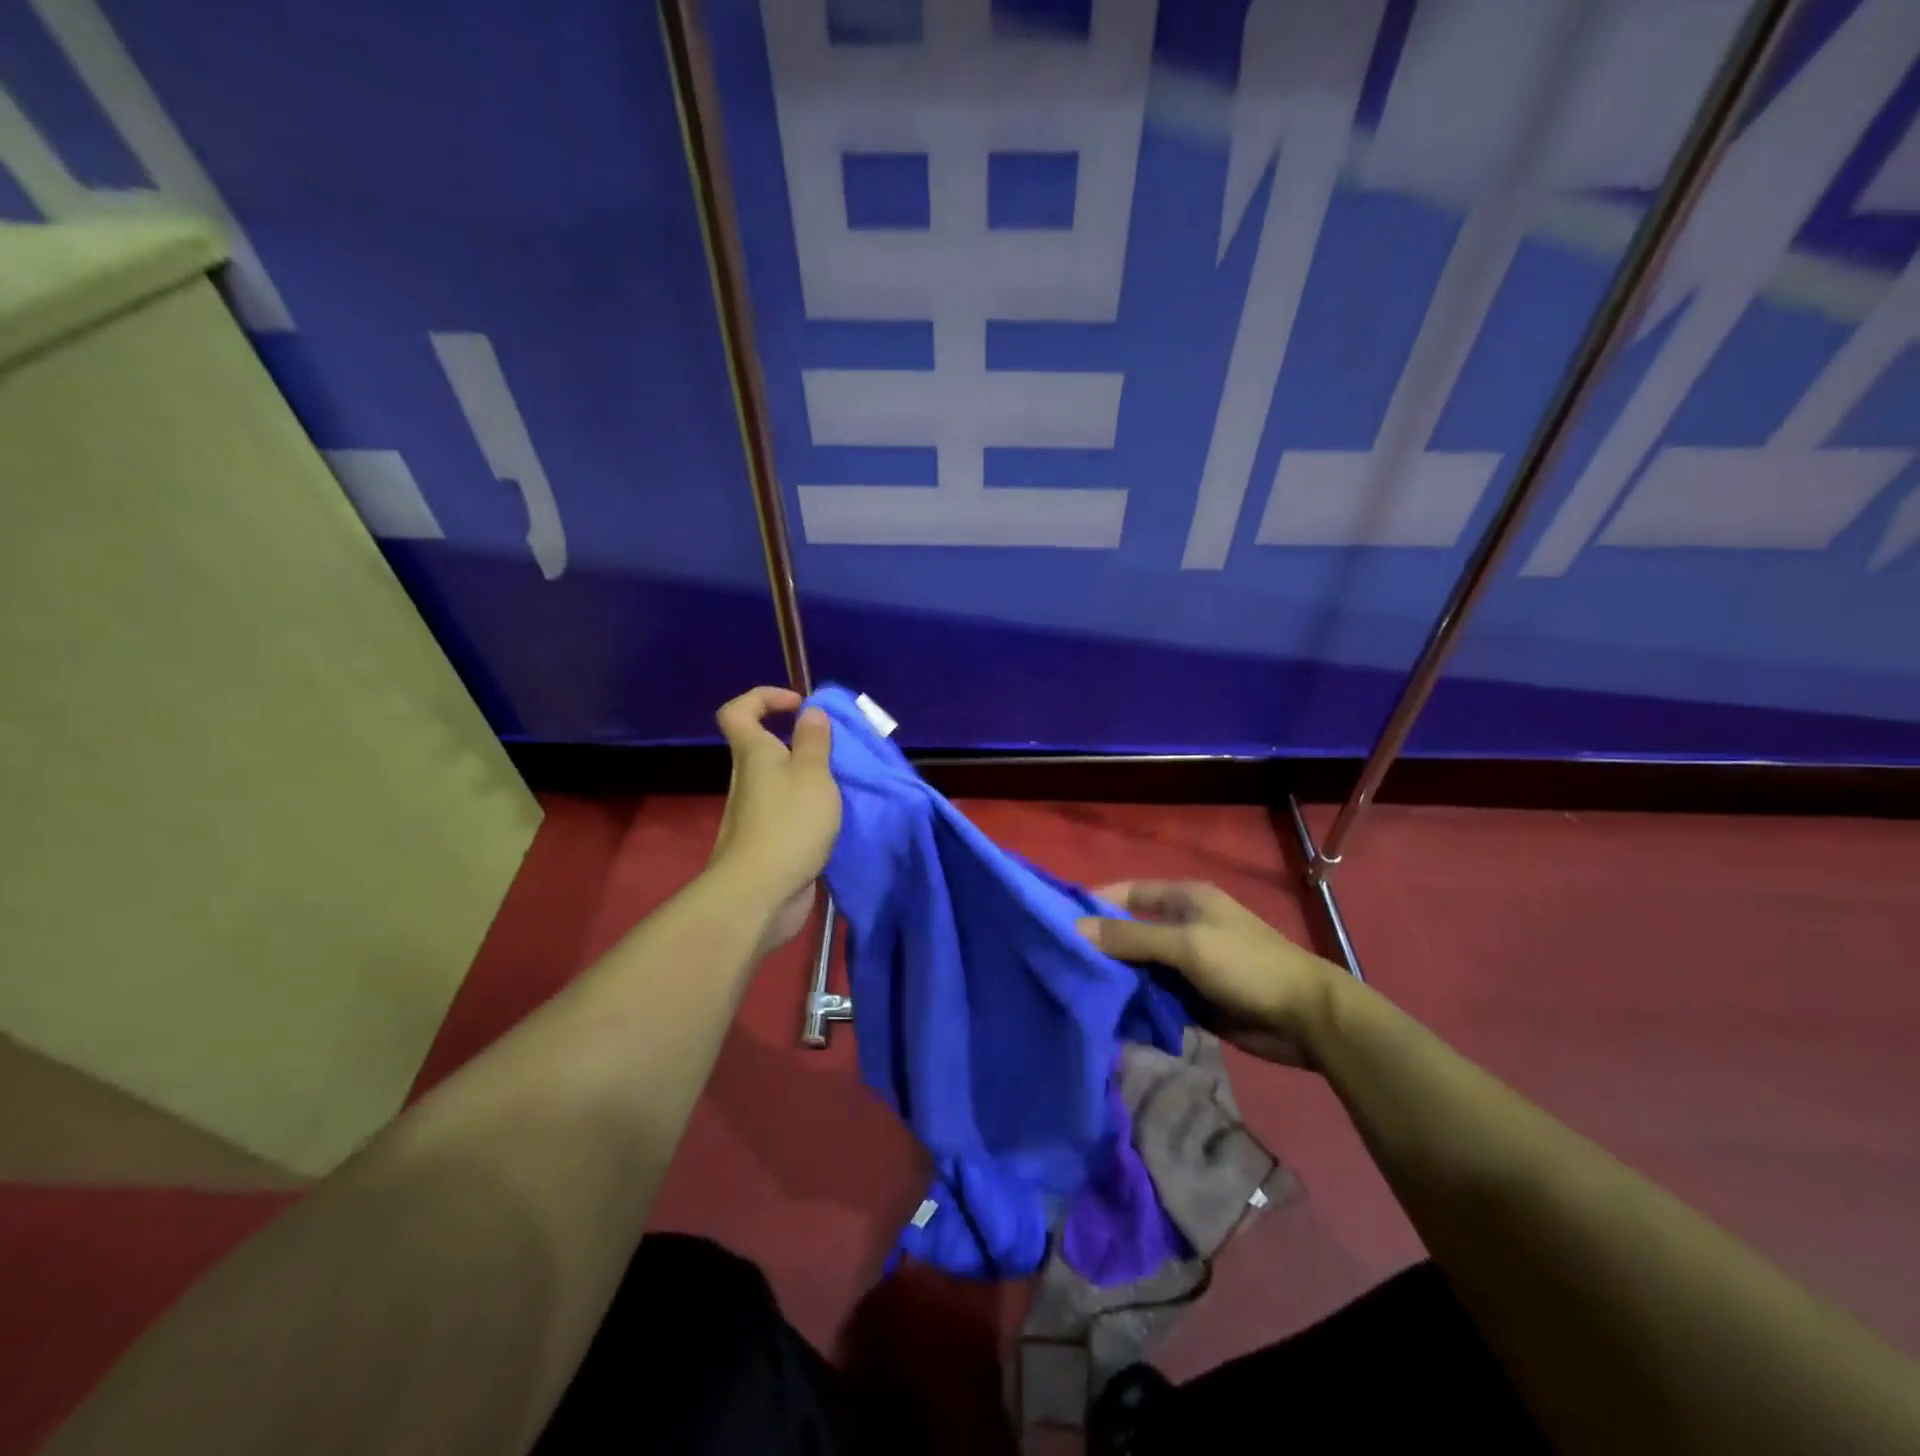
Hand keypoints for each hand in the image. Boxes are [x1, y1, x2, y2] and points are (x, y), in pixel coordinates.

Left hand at [709, 687, 841, 953]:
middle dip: (801, 743)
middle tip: (838, 752)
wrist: (761, 894)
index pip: (738, 710)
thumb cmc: (789, 823)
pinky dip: (811, 810)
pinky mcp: (768, 841)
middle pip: (765, 746)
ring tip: (845, 787)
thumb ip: (814, 741)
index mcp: (753, 753)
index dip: (764, 697)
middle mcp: (749, 779)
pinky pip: (790, 812)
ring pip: (782, 782)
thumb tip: (810, 712)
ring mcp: (756, 813)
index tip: (800, 705)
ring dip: (811, 779)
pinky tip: (836, 819)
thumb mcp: (813, 774)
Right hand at [1078, 881, 1347, 1067]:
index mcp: (1183, 899)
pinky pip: (1155, 993)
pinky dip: (1136, 1000)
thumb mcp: (1187, 945)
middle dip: (1102, 945)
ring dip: (1117, 977)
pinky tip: (1110, 1013)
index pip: (1127, 893)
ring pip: (1140, 965)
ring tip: (1077, 991)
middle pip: (1130, 930)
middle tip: (1062, 963)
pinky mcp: (1193, 996)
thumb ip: (1132, 937)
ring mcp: (1188, 963)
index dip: (1095, 904)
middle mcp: (1182, 925)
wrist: (1306, 1018)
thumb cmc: (1246, 965)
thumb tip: (1076, 929)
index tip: (1059, 923)